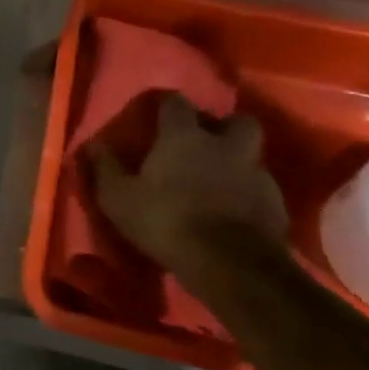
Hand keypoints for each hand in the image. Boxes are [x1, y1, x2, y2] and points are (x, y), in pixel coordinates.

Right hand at [86, 93, 289, 288]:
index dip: (167, 105)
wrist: (232, 266)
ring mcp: (256, 174)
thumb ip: (105, 168)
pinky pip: (261, 188)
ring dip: (237, 162)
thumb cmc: (167, 222)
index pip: (176, 103)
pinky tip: (234, 210)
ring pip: (251, 155)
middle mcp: (225, 146)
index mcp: (184, 137)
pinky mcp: (277, 205)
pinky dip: (248, 194)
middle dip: (222, 127)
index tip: (158, 114)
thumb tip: (91, 144)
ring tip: (219, 181)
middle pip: (235, 121)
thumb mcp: (119, 198)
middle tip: (205, 142)